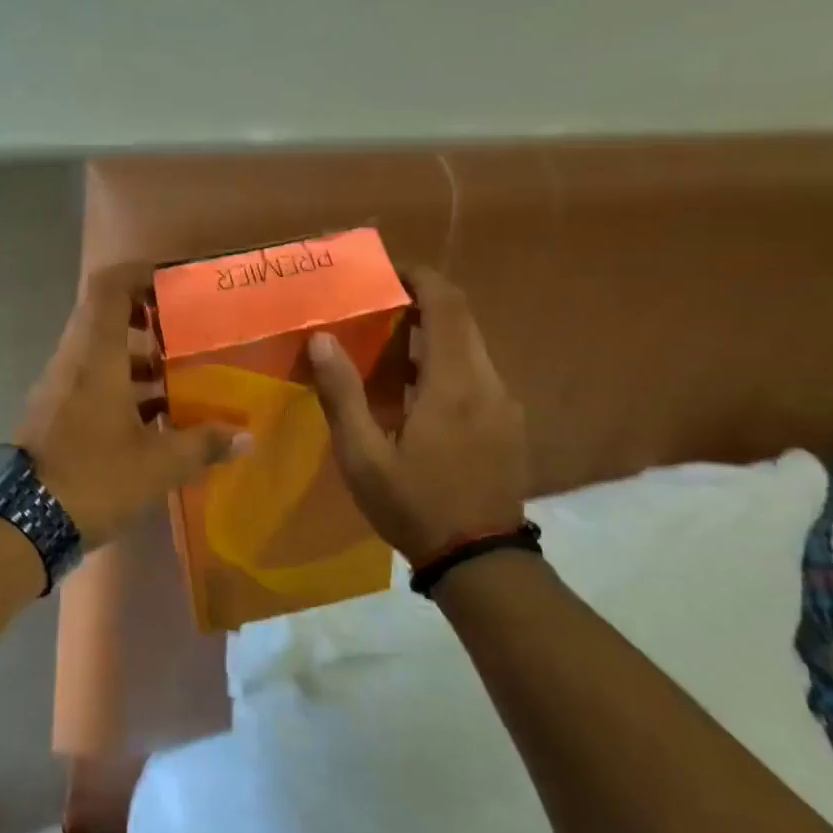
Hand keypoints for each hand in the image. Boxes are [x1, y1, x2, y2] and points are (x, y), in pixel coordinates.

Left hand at [18, 263, 250, 547]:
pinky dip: (124, 384)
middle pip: (106, 315)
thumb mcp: (158, 464)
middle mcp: (74, 359)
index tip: (175, 281)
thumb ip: (203, 444)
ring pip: (101, 351)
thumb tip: (245, 437)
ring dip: (139, 357)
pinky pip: (92, 379)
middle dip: (148, 317)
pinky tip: (156, 417)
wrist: (24, 523)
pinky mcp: (56, 410)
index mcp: (95, 355)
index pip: (109, 288)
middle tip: (186, 330)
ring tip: (180, 376)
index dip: (140, 273)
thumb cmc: (94, 478)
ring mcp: (60, 385)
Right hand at [308, 267, 526, 564]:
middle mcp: (488, 383)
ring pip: (470, 347)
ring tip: (390, 349)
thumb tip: (322, 338)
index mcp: (454, 384)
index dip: (421, 277)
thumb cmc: (415, 505)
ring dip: (433, 335)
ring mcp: (505, 404)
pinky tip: (416, 393)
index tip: (388, 271)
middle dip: (423, 303)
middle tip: (378, 308)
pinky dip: (446, 363)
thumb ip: (343, 394)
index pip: (448, 305)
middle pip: (462, 320)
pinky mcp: (509, 423)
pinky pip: (477, 374)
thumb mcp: (364, 457)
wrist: (481, 561)